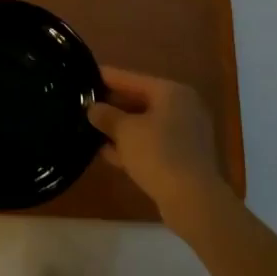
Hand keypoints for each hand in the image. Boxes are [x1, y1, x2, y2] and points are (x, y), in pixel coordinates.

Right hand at [89, 66, 225, 219]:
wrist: (193, 200)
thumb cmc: (158, 153)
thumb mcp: (125, 131)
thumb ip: (106, 115)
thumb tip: (93, 108)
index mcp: (171, 92)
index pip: (131, 78)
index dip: (105, 77)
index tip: (83, 75)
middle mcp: (182, 108)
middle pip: (139, 100)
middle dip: (112, 105)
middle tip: (84, 105)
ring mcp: (186, 134)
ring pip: (145, 125)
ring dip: (120, 128)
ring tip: (90, 129)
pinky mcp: (183, 158)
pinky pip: (152, 144)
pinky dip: (133, 146)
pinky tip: (107, 153)